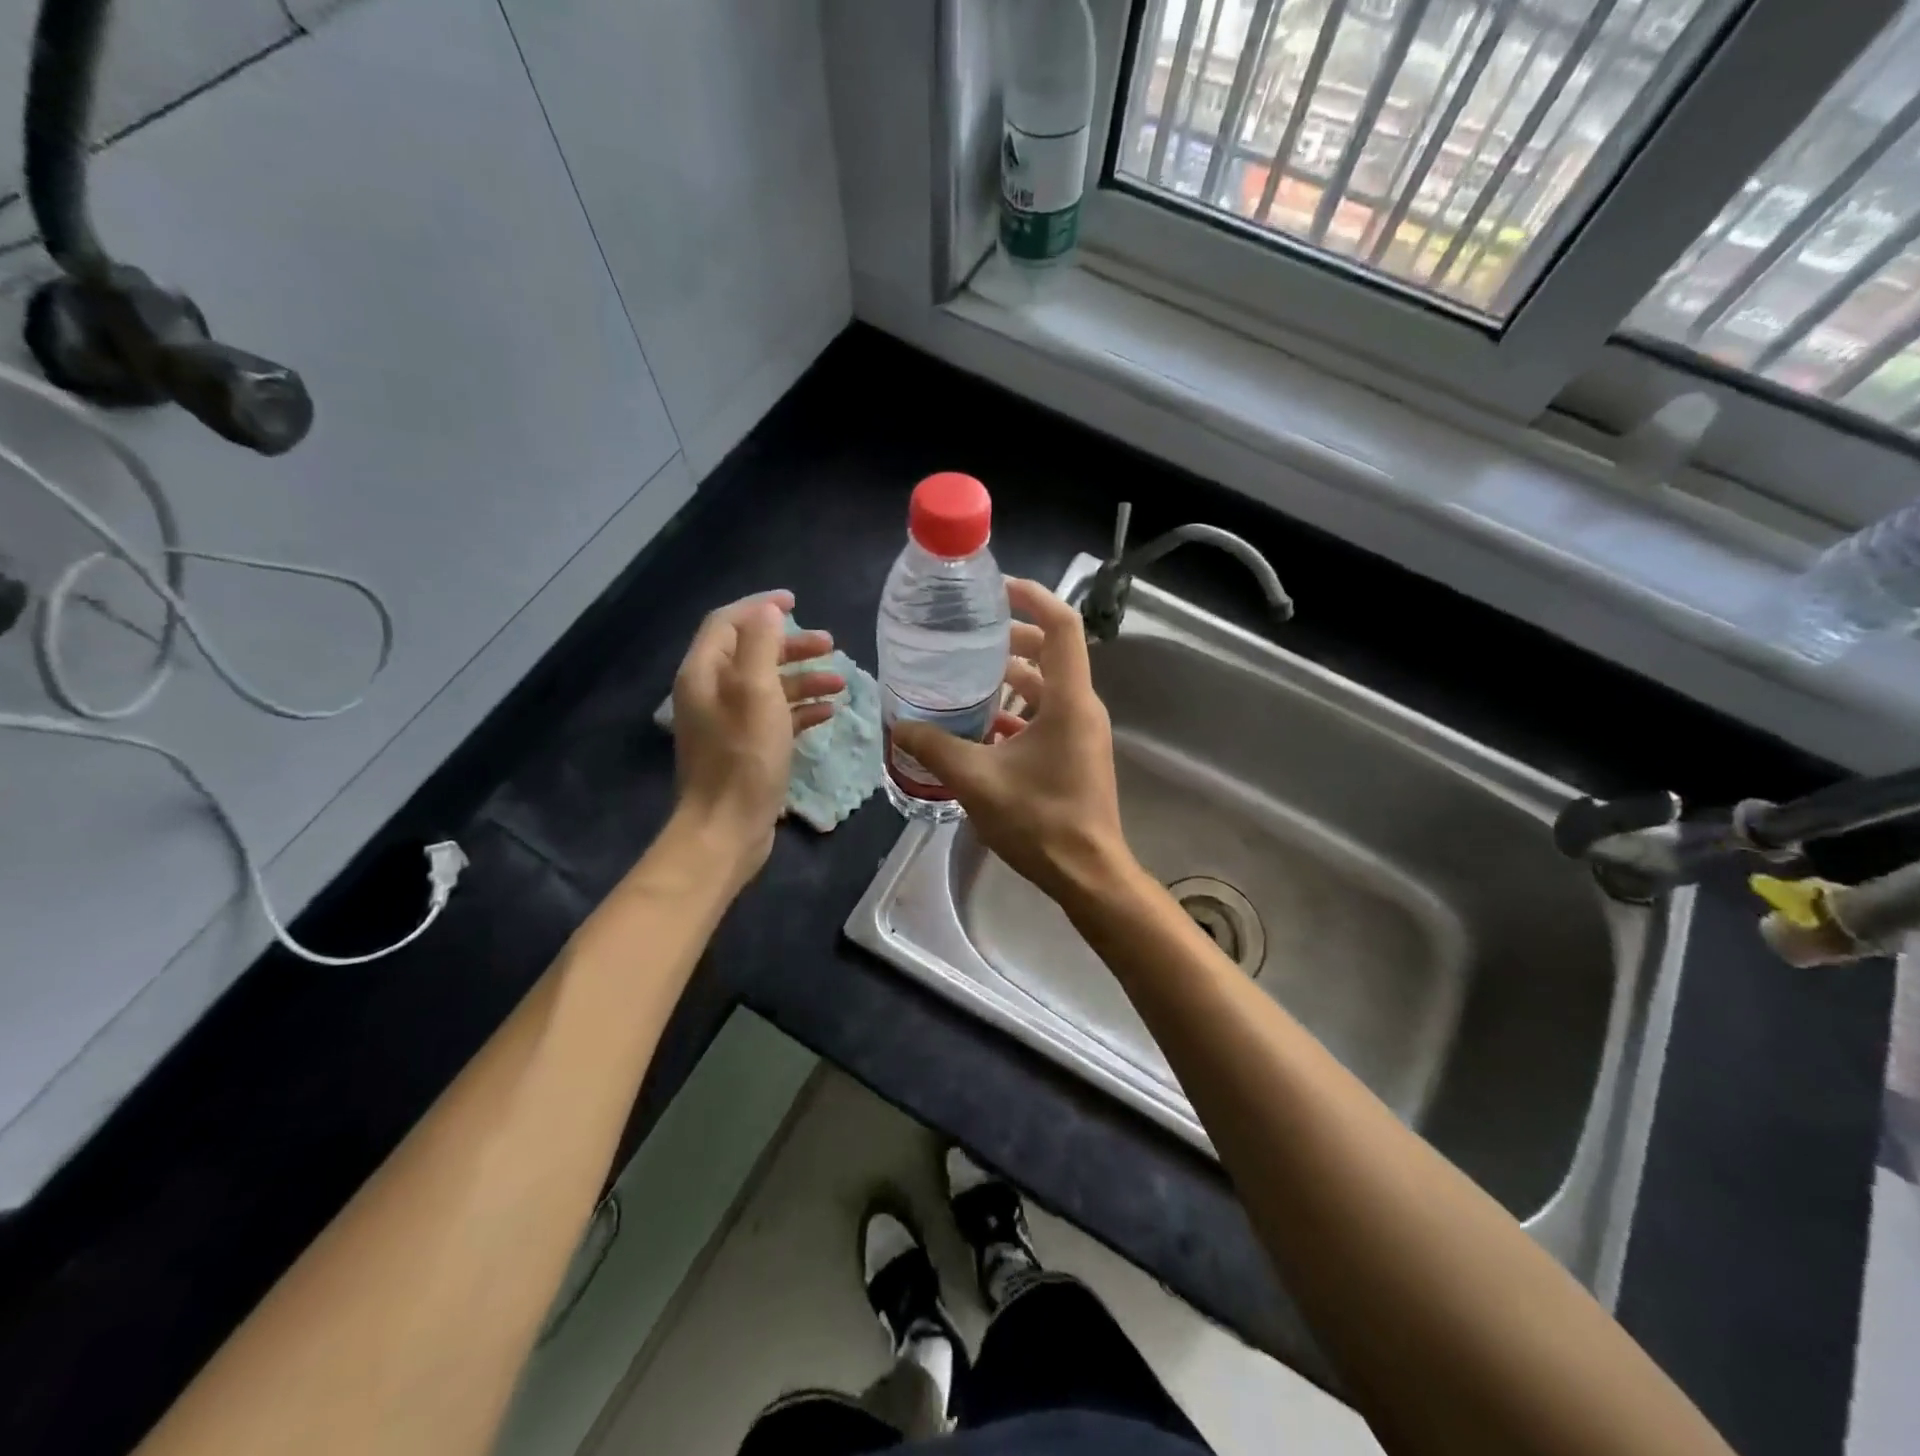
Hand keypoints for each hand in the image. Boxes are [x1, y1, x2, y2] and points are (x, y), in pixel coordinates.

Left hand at [670, 591, 842, 880]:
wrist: (727, 828)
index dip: (760, 608)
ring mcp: (728, 723)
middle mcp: (711, 693)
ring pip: (768, 686)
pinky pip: (775, 717)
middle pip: (752, 654)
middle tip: (830, 645)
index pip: (728, 623)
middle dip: (792, 646)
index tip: (796, 601)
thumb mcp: (756, 692)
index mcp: (704, 673)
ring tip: (841, 681)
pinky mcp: (746, 749)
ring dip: (803, 679)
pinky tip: (829, 712)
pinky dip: (801, 710)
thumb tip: (769, 610)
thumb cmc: (744, 757)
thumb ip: (761, 645)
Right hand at [892, 578, 1134, 906]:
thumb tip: (898, 726)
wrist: (1088, 873)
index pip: (1061, 626)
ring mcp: (1082, 732)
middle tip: (969, 636)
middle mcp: (1082, 708)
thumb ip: (935, 748)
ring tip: (967, 677)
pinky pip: (1047, 717)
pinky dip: (1018, 712)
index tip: (997, 589)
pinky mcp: (1076, 754)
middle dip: (1012, 639)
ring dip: (1012, 678)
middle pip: (1051, 653)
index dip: (1032, 598)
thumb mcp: (977, 780)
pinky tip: (981, 728)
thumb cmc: (1040, 821)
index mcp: (1069, 701)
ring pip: (1047, 687)